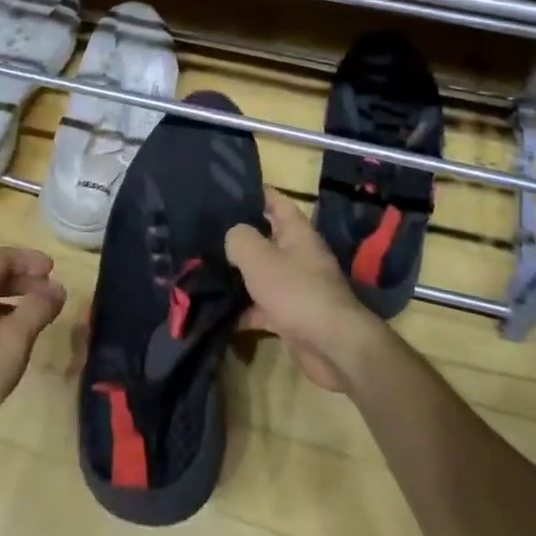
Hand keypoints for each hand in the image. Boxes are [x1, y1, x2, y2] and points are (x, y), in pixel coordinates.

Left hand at [0, 246, 66, 462]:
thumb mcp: (15, 338)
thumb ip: (38, 308)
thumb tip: (57, 288)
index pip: (3, 256)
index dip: (29, 258)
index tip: (52, 271)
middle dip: (25, 281)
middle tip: (50, 296)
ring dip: (14, 301)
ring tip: (35, 320)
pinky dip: (0, 319)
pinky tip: (10, 345)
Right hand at [226, 189, 385, 391]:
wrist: (331, 345)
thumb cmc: (295, 291)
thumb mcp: (259, 256)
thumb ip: (239, 238)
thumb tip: (233, 237)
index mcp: (297, 233)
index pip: (276, 201)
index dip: (255, 192)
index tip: (227, 189)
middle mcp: (299, 256)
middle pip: (267, 238)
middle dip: (240, 236)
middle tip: (206, 232)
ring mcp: (297, 287)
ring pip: (263, 274)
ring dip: (239, 275)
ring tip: (204, 269)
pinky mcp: (292, 316)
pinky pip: (262, 307)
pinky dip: (243, 310)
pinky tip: (218, 312)